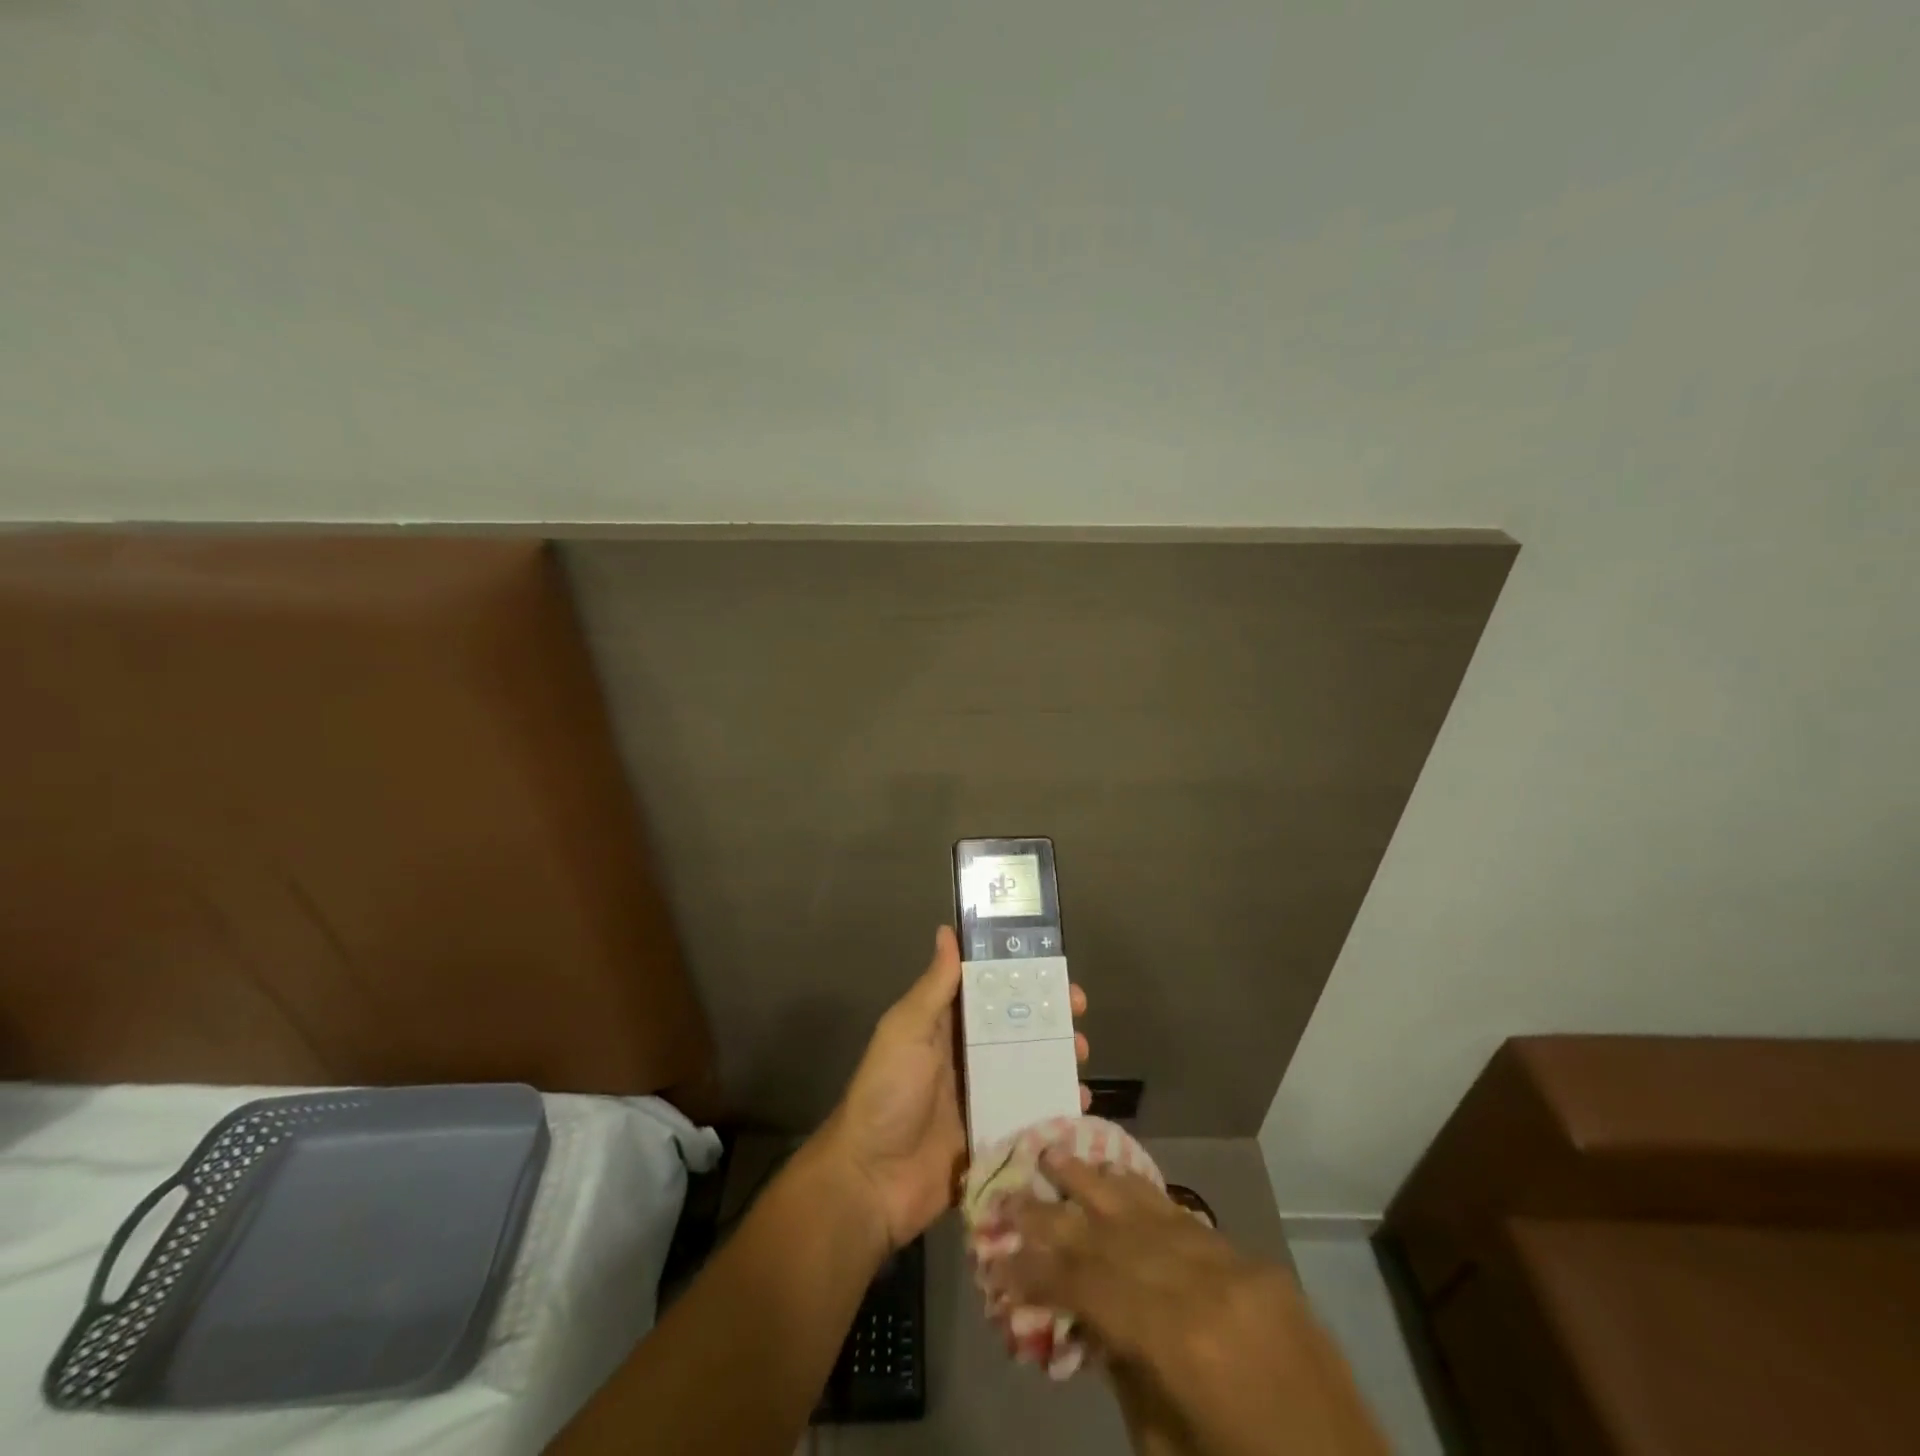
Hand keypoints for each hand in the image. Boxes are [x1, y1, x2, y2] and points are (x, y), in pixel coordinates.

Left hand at [824, 926, 1089, 1248]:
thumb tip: (947, 930)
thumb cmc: (888, 1092)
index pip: (990, 992)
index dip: (1022, 979)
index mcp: (946, 1027)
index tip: (1056, 971)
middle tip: (1078, 1015)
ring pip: (1030, 1069)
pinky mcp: (995, 1135)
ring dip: (1058, 1059)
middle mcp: (968, 1056)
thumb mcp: (906, 1030)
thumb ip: (934, 987)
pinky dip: (1056, 1106)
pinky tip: (1080, 1103)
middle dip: (1049, 1019)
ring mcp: (984, 1097)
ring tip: (1081, 1055)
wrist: (872, 1180)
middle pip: (1017, 1029)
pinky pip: (1032, 1114)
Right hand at [995, 1152, 1276, 1372]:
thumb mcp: (1167, 1449)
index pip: (1090, 1284)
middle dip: (1055, 1214)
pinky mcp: (1256, 1264)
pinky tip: (1117, 1177)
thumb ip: (1123, 1370)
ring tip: (1053, 1153)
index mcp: (1181, 1341)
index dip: (1039, 1269)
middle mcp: (1205, 1285)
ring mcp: (1236, 1266)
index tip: (998, 1255)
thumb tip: (1085, 1311)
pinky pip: (1189, 1221)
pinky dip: (1146, 1197)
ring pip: (1150, 1210)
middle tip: (1010, 1191)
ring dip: (1096, 1182)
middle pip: (1113, 1235)